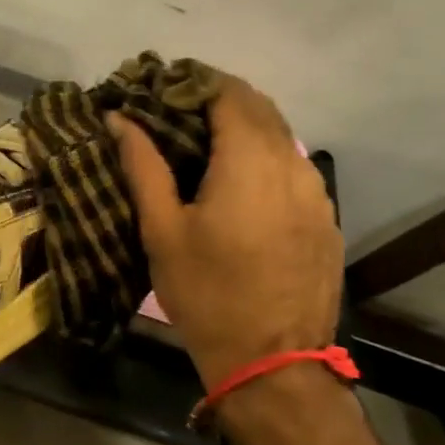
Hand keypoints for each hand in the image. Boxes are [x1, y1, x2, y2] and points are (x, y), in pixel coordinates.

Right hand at [109, 76, 342, 394]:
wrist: (273, 363)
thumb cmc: (206, 292)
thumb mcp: (161, 228)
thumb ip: (142, 165)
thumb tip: (118, 118)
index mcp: (250, 161)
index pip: (228, 92)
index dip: (194, 81)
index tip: (160, 89)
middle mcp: (292, 164)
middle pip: (259, 107)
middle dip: (216, 99)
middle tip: (173, 113)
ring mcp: (317, 192)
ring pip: (280, 136)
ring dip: (242, 127)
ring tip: (200, 145)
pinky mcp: (325, 218)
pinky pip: (293, 167)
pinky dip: (263, 157)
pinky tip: (236, 183)